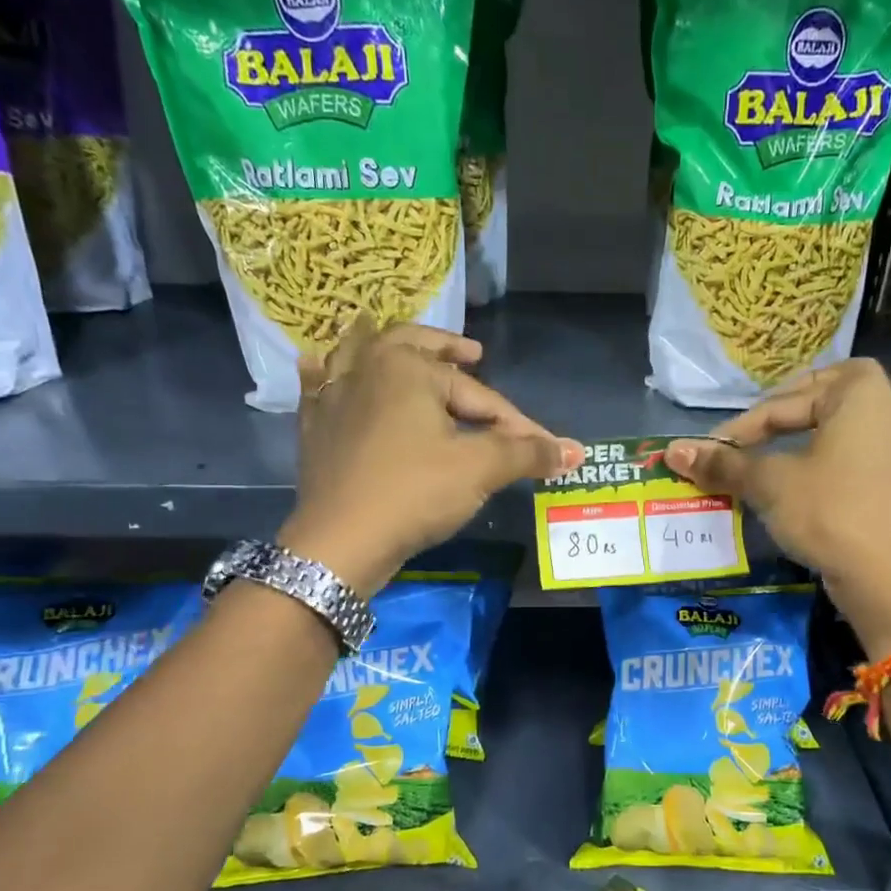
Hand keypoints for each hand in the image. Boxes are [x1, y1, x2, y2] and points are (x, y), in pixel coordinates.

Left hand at [277, 320, 582, 594]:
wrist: (341, 543)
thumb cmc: (415, 492)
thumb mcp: (480, 469)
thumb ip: (528, 453)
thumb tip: (576, 451)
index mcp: (407, 366)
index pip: (478, 394)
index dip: (514, 423)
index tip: (541, 447)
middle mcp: (366, 368)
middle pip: (411, 347)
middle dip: (444, 349)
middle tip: (471, 355)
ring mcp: (332, 397)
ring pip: (357, 357)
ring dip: (383, 348)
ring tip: (397, 346)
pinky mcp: (314, 428)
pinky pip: (318, 387)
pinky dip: (324, 375)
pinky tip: (318, 367)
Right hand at [664, 359, 890, 651]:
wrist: (886, 577)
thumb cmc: (828, 511)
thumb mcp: (769, 483)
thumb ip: (724, 463)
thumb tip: (673, 450)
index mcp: (859, 393)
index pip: (783, 405)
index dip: (742, 428)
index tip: (713, 452)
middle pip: (844, 394)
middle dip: (808, 406)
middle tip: (770, 431)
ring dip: (879, 426)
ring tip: (854, 437)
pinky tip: (885, 486)